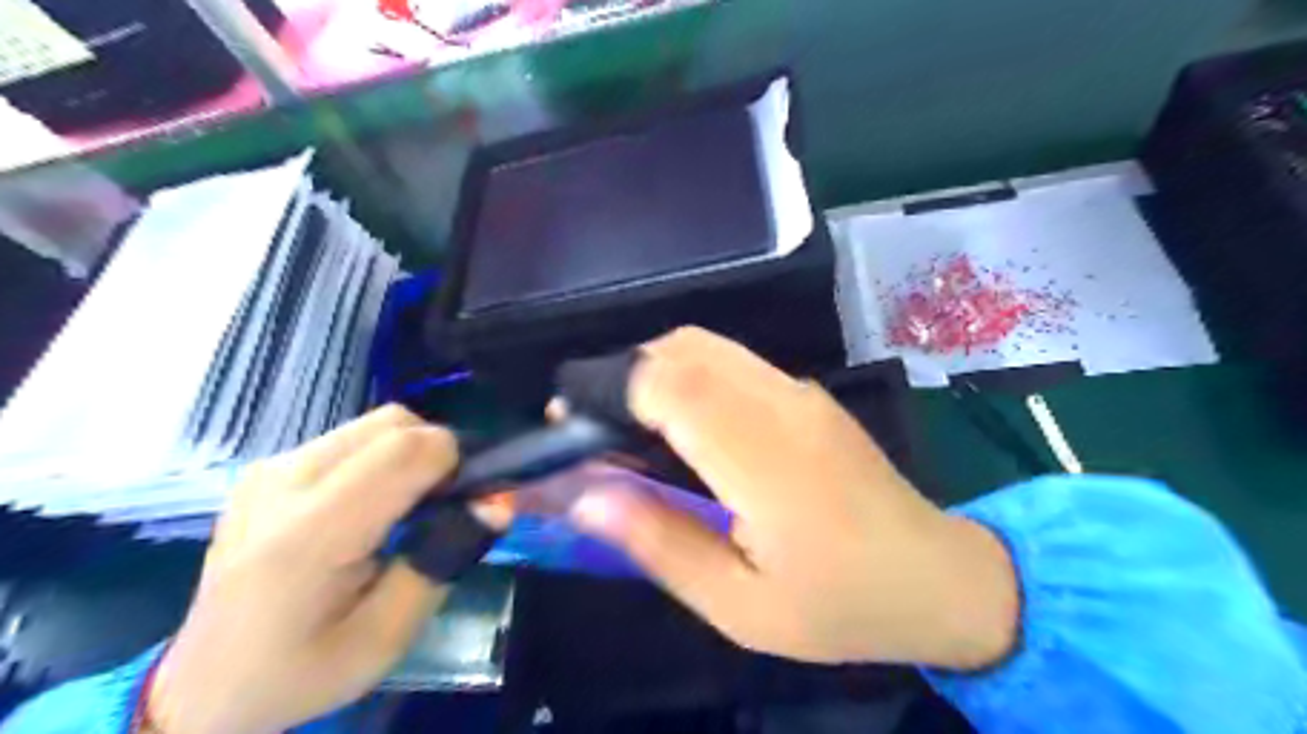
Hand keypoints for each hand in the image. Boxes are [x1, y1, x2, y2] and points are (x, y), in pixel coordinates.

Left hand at [150, 408, 457, 733]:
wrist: (202, 687)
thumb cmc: (300, 670)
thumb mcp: (386, 637)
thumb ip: (443, 560)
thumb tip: (498, 503)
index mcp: (309, 534)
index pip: (405, 450)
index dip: (455, 463)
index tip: (468, 502)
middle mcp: (283, 482)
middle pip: (394, 423)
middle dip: (436, 454)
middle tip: (441, 507)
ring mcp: (269, 469)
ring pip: (375, 424)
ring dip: (409, 454)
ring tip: (405, 509)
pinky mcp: (266, 467)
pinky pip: (350, 437)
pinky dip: (380, 458)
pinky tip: (368, 505)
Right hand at [557, 330, 1014, 667]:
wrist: (938, 579)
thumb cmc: (839, 606)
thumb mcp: (740, 606)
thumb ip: (660, 542)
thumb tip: (584, 496)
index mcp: (765, 460)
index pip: (672, 385)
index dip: (608, 388)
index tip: (568, 421)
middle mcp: (782, 405)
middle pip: (685, 348)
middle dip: (622, 372)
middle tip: (592, 427)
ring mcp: (800, 392)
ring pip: (707, 345)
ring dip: (653, 368)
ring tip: (629, 426)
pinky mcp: (808, 394)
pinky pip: (732, 361)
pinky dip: (687, 373)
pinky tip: (682, 422)